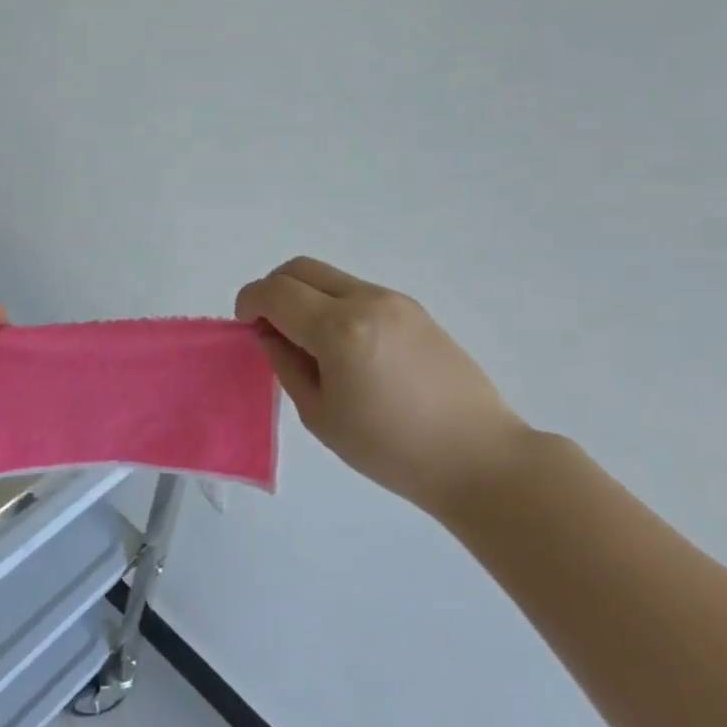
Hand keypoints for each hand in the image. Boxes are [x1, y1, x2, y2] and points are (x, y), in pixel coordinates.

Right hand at [236, 257, 535, 513]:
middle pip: (300, 268)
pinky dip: (333, 304)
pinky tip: (344, 348)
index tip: (246, 328)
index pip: (274, 292)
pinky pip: (357, 291)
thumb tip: (269, 334)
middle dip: (272, 290)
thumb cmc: (392, 450)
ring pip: (329, 276)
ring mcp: (395, 301)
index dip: (249, 303)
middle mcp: (366, 301)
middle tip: (270, 328)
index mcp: (338, 330)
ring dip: (305, 296)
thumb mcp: (321, 415)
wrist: (480, 457)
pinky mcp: (415, 310)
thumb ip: (286, 365)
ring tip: (309, 343)